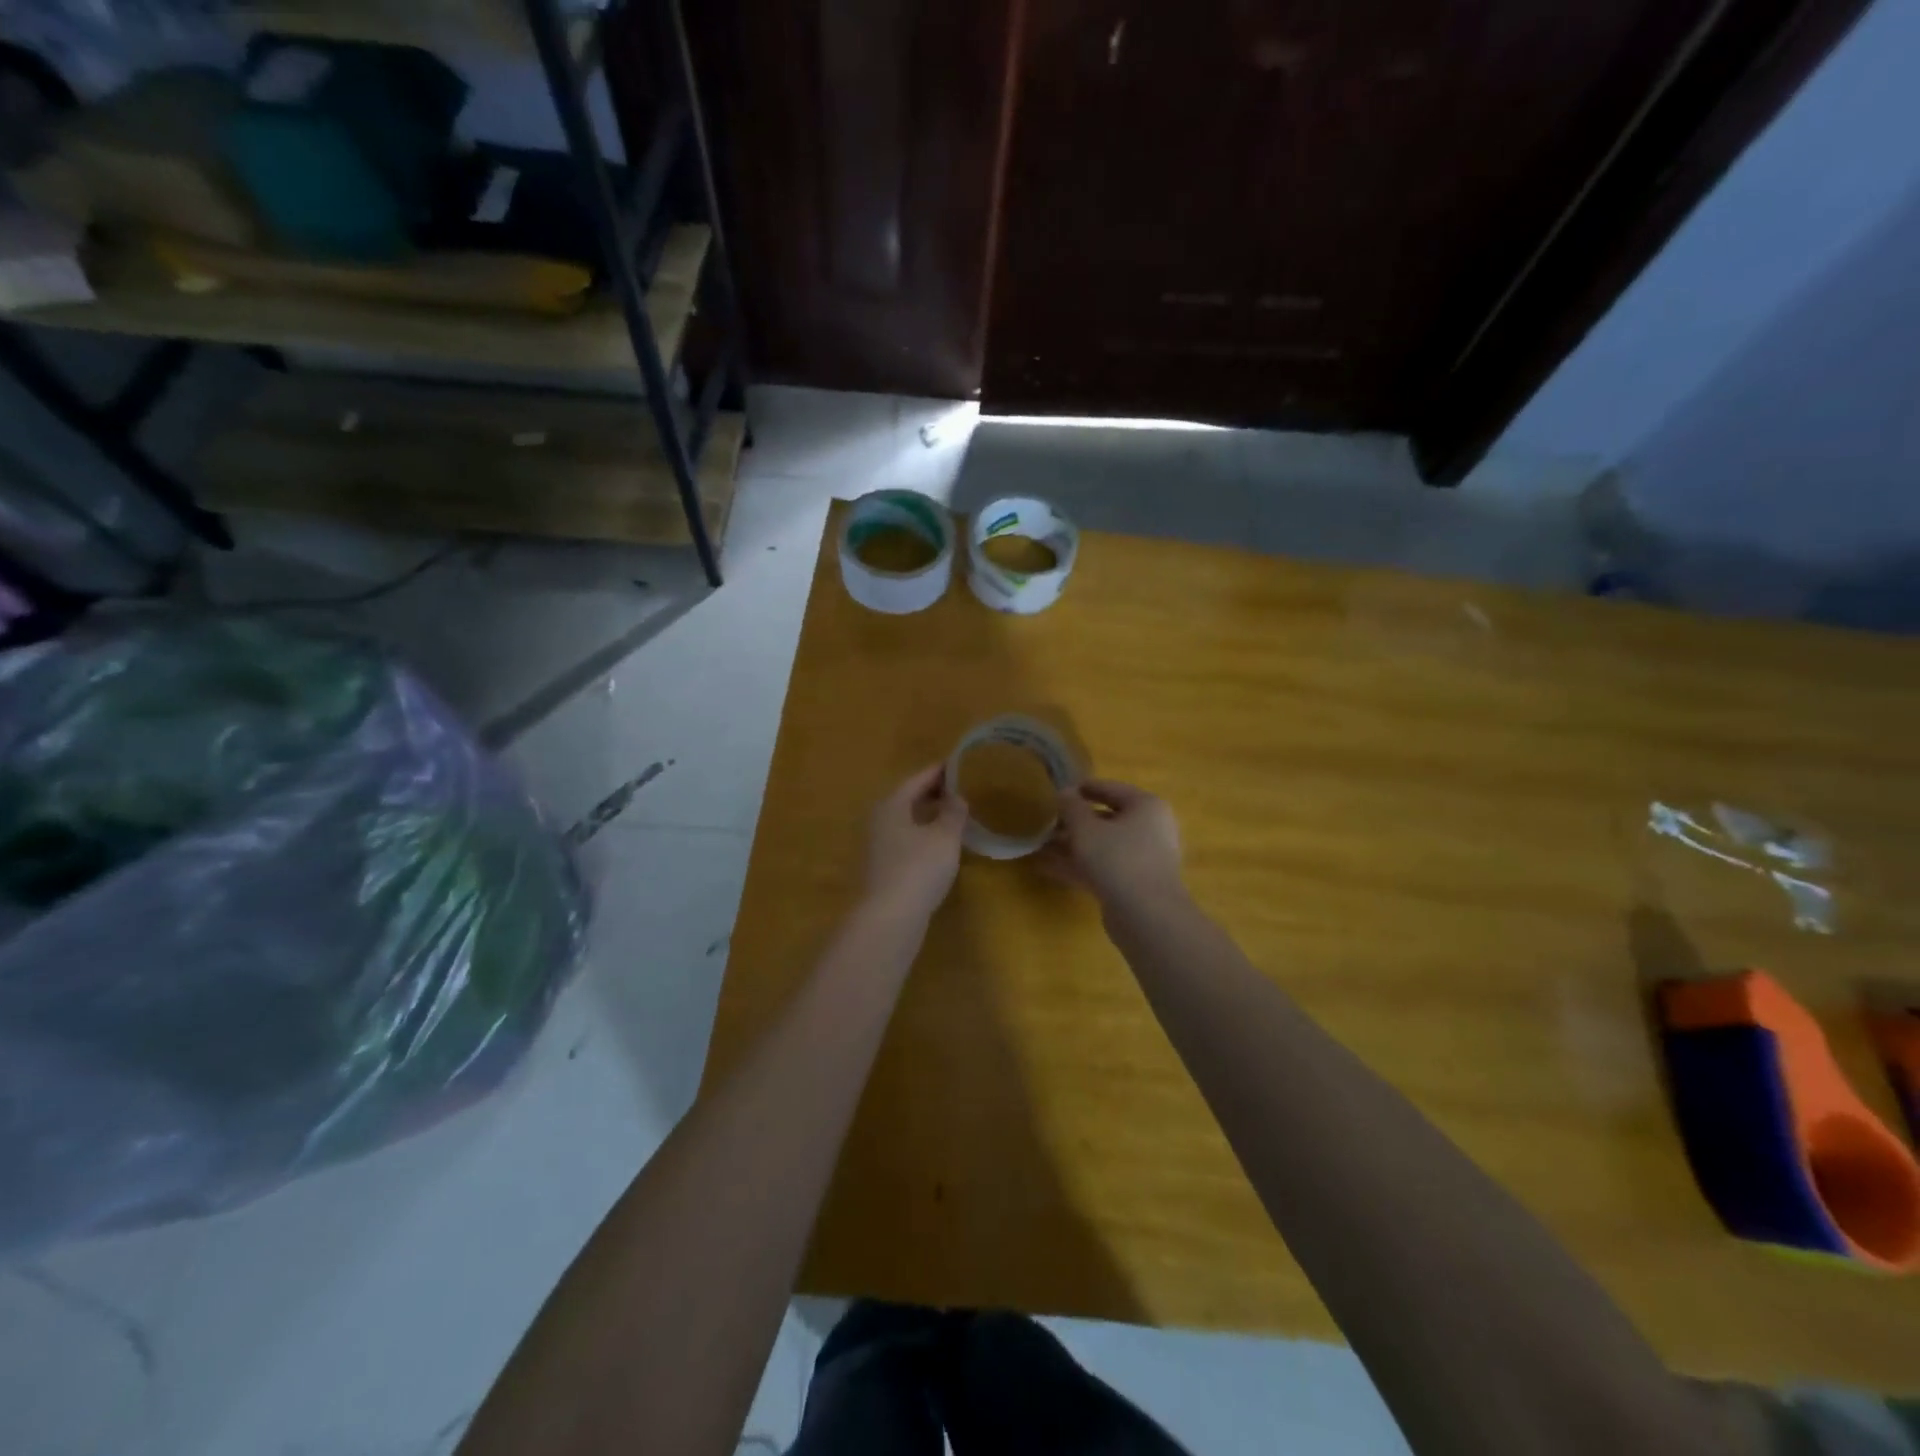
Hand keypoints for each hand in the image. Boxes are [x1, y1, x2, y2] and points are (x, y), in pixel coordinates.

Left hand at [862, 763, 968, 919]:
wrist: (889, 918)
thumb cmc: (919, 868)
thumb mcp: (944, 837)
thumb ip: (953, 813)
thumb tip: (956, 797)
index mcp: (892, 805)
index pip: (917, 779)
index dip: (939, 771)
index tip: (958, 764)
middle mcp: (879, 820)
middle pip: (907, 799)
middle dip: (931, 793)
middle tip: (958, 788)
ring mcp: (877, 846)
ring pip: (905, 821)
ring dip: (927, 815)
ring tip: (952, 815)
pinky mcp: (882, 868)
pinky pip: (905, 841)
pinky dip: (922, 835)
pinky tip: (939, 846)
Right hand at [1038, 779, 1184, 906]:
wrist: (1146, 916)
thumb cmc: (1118, 859)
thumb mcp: (1086, 829)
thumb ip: (1071, 807)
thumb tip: (1064, 792)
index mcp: (1146, 806)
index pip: (1111, 789)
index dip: (1083, 788)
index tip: (1057, 791)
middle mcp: (1149, 829)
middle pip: (1106, 819)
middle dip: (1074, 821)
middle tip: (1046, 821)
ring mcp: (1142, 858)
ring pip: (1102, 845)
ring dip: (1071, 845)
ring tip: (1039, 845)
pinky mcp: (1133, 884)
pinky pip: (1102, 867)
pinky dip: (1078, 865)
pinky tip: (1046, 867)